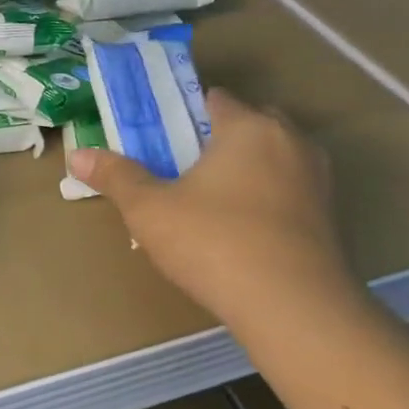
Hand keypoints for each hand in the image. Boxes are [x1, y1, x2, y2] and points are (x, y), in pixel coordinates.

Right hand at [69, 89, 359, 329]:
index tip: (166, 136)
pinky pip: (292, 192)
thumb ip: (116, 177)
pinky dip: (271, 200)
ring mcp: (317, 180)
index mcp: (247, 126)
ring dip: (251, 169)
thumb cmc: (216, 242)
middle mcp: (289, 141)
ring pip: (276, 158)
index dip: (188, 112)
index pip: (217, 98)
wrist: (296, 310)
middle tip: (188, 167)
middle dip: (223, 137)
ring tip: (215, 200)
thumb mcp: (151, 209)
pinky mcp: (332, 218)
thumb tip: (77, 154)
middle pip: (252, 123)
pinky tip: (245, 230)